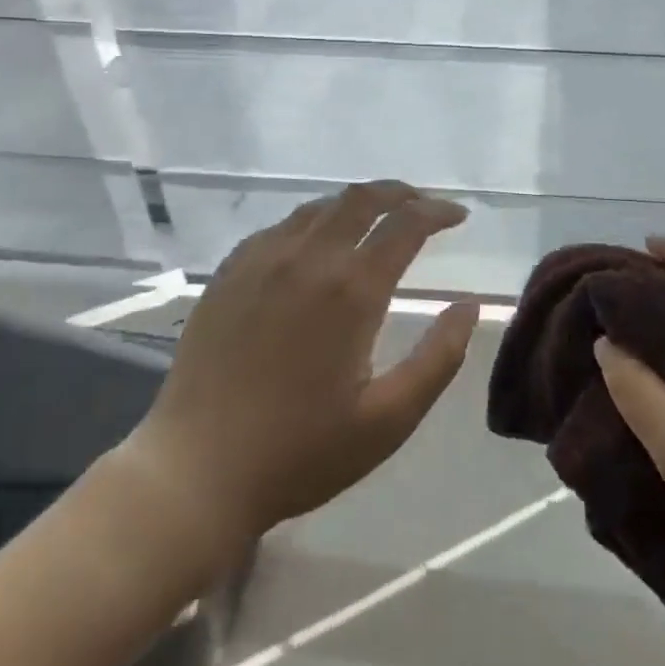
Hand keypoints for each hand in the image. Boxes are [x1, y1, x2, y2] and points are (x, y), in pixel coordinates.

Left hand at [120, 182, 479, 562]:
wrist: (196, 472)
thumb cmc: (301, 452)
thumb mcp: (389, 420)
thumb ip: (438, 358)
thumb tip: (468, 306)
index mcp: (351, 291)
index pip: (405, 225)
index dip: (437, 212)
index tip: (458, 217)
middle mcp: (307, 260)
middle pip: (361, 199)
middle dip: (400, 194)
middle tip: (423, 205)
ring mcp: (260, 262)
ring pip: (318, 208)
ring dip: (356, 204)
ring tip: (377, 219)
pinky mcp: (228, 275)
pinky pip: (279, 228)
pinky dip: (313, 222)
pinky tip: (316, 244)